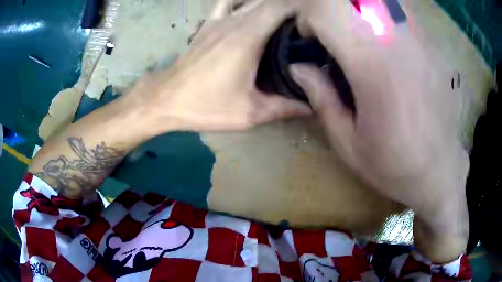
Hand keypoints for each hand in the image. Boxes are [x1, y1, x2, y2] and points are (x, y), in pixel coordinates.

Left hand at [128, 0, 309, 132]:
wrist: (166, 99)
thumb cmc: (205, 106)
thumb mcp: (249, 113)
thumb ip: (283, 107)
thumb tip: (311, 107)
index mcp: (248, 37)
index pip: (281, 7)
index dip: (300, 9)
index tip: (313, 22)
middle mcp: (234, 21)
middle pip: (268, 1)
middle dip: (289, 8)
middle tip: (304, 25)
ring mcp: (218, 19)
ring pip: (249, 0)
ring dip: (267, 4)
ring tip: (282, 20)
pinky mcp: (207, 24)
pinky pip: (228, 3)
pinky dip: (242, 2)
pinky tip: (250, 11)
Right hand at [292, 0, 468, 261]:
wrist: (441, 171)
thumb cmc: (395, 166)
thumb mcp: (349, 144)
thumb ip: (321, 99)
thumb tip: (297, 66)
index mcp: (373, 69)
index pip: (328, 11)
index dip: (308, 18)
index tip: (308, 39)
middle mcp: (398, 43)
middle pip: (352, 0)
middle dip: (328, 9)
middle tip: (327, 33)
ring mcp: (418, 39)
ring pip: (376, 1)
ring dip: (354, 9)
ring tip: (352, 34)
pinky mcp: (429, 42)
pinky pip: (397, 8)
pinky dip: (378, 11)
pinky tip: (378, 35)